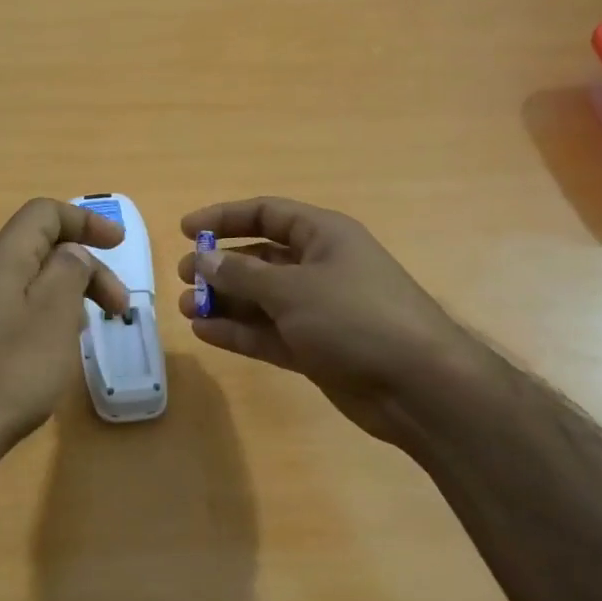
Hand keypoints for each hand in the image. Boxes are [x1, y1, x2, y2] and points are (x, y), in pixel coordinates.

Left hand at [0, 199, 129, 458]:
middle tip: (118, 306)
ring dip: (70, 291)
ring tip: (94, 325)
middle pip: (41, 247)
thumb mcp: (55, 313)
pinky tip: (59, 344)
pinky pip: (17, 306)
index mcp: (2, 257)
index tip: (119, 244)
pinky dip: (48, 312)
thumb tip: (72, 253)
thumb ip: (69, 270)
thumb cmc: (12, 369)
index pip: (44, 213)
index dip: (85, 220)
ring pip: (30, 279)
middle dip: (87, 267)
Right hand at [176, 197, 495, 450]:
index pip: (267, 213)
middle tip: (183, 277)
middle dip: (220, 266)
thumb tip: (203, 258)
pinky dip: (238, 331)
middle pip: (260, 257)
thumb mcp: (292, 289)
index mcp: (324, 236)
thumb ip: (241, 274)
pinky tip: (205, 332)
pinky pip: (268, 332)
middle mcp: (320, 267)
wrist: (418, 386)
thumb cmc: (355, 318)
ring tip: (185, 308)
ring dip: (224, 301)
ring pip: (260, 298)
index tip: (186, 230)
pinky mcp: (315, 347)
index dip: (225, 217)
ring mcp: (317, 310)